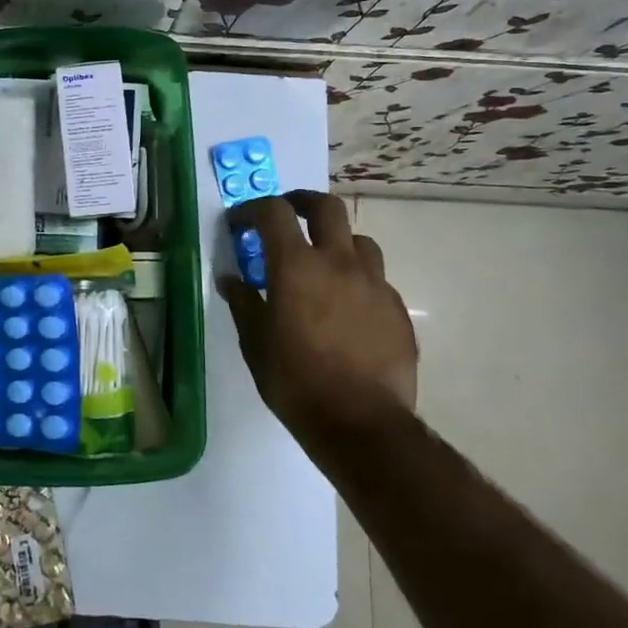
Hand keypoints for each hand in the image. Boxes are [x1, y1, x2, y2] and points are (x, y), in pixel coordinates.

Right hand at [218, 191, 417, 436]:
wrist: (362, 424)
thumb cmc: (296, 382)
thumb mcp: (255, 343)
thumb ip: (243, 302)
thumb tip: (231, 279)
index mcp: (297, 266)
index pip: (274, 212)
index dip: (252, 209)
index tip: (239, 223)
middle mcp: (339, 262)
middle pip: (327, 207)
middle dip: (303, 203)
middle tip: (288, 216)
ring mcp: (374, 283)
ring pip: (358, 240)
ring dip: (336, 241)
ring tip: (322, 264)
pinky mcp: (396, 308)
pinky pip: (375, 278)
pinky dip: (356, 279)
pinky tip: (346, 308)